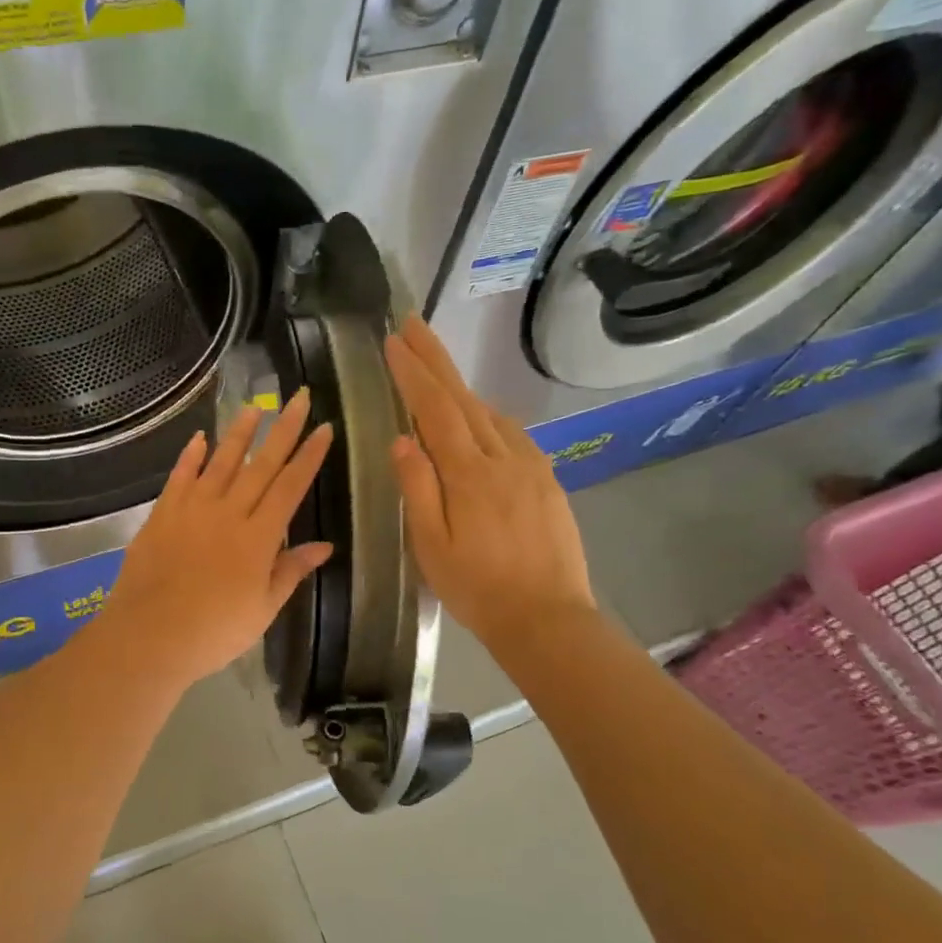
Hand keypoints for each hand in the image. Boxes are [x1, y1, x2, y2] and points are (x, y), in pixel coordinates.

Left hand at [99, 392, 334, 687]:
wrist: (149, 637)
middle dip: (284, 429)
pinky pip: (180, 477)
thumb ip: (290, 571)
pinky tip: (200, 438)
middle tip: (300, 397)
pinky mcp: (162, 514)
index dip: (310, 456)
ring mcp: (192, 510)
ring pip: (221, 462)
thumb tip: (324, 546)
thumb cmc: (214, 632)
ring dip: (240, 433)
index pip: (291, 486)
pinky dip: (191, 456)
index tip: (325, 428)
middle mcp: (228, 513)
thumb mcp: (263, 609)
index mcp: (259, 537)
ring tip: (255, 406)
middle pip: (261, 464)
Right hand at [384, 315, 593, 652]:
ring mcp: (531, 466)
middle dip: (436, 359)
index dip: (413, 373)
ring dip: (460, 387)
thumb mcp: (432, 546)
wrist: (548, 619)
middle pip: (464, 398)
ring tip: (435, 370)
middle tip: (413, 324)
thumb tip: (401, 440)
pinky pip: (512, 434)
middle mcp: (503, 458)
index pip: (434, 410)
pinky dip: (487, 415)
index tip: (393, 340)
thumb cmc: (478, 588)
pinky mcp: (547, 480)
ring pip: (490, 414)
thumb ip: (418, 489)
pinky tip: (479, 420)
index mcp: (470, 474)